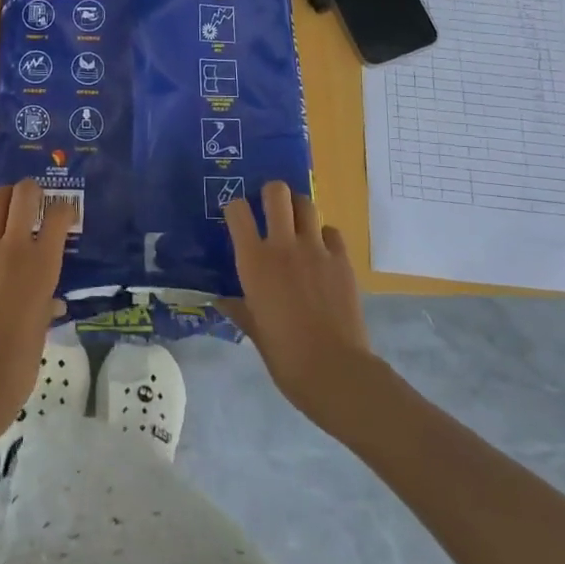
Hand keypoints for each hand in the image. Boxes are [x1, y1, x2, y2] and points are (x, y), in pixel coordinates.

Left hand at [0, 180, 75, 440]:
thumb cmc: (22, 358)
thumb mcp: (43, 326)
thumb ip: (47, 303)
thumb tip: (51, 302)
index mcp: (44, 263)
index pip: (59, 216)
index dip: (64, 210)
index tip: (64, 215)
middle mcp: (16, 247)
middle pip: (23, 194)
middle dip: (30, 189)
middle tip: (32, 199)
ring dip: (2, 201)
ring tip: (5, 209)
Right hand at [221, 181, 381, 426]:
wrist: (335, 371)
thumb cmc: (285, 356)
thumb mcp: (255, 332)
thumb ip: (239, 309)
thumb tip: (222, 301)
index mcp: (254, 261)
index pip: (237, 211)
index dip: (235, 208)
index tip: (237, 219)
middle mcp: (283, 246)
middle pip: (276, 192)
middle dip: (271, 194)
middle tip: (270, 210)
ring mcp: (316, 250)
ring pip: (306, 204)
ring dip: (299, 209)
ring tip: (296, 225)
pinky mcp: (342, 260)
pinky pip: (332, 232)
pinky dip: (325, 236)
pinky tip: (322, 252)